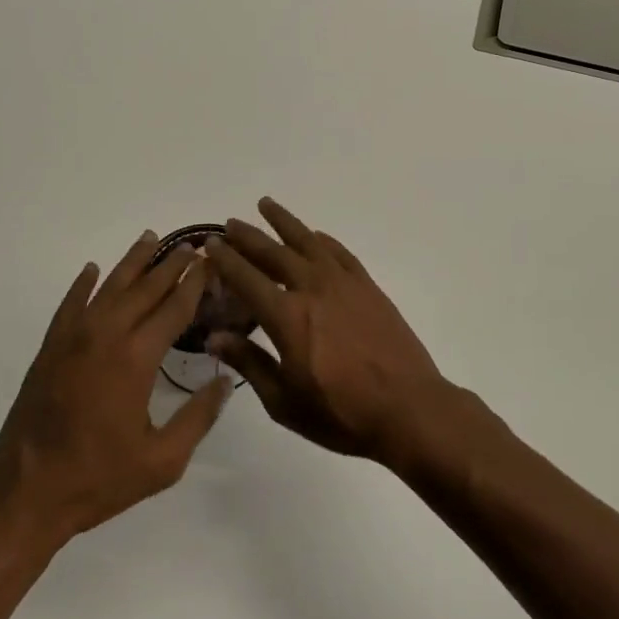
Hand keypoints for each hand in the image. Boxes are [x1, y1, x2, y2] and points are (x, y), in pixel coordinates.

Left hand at [0, 232, 231, 548]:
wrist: (26, 494)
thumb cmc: (99, 479)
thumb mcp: (162, 461)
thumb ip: (198, 417)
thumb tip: (225, 381)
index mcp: (136, 358)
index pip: (174, 307)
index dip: (195, 282)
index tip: (211, 261)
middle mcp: (106, 335)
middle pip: (145, 288)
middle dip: (170, 264)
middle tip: (190, 245)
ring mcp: (73, 338)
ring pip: (108, 287)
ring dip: (132, 262)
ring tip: (150, 238)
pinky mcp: (50, 348)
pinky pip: (70, 305)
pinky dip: (82, 284)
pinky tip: (92, 270)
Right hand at [206, 198, 450, 466]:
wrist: (408, 408)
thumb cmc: (342, 414)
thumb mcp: (284, 401)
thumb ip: (249, 363)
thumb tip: (214, 337)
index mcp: (287, 317)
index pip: (247, 278)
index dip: (226, 259)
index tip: (210, 243)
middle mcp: (312, 289)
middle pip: (273, 252)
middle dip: (248, 236)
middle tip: (230, 223)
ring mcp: (343, 283)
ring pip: (307, 242)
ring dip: (284, 222)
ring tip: (266, 205)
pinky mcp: (367, 286)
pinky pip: (339, 252)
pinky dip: (322, 239)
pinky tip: (313, 235)